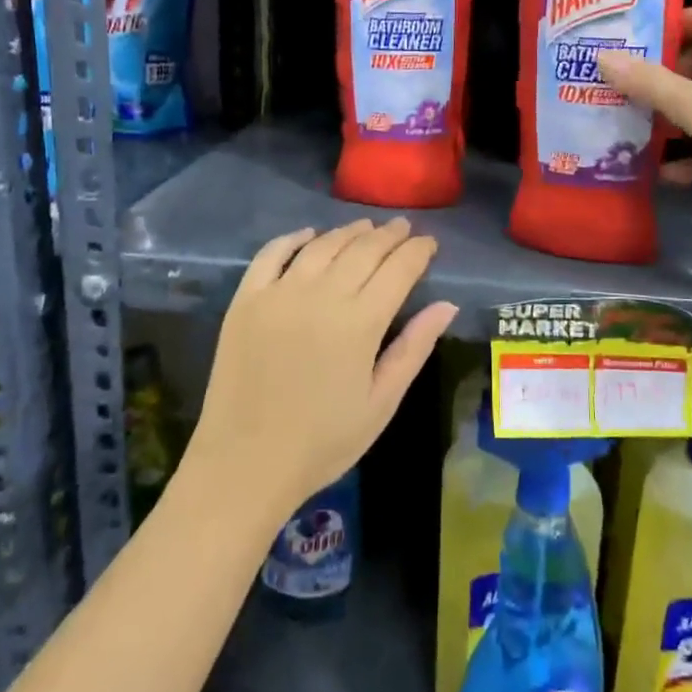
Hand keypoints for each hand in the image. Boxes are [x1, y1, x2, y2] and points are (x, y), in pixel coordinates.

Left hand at [189, 219, 457, 523]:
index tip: (429, 242)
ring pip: (322, 246)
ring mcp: (280, 293)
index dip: (417, 251)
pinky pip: (271, 254)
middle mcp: (322, 295)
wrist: (245, 464)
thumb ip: (414, 348)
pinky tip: (308, 235)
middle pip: (363, 249)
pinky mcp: (246, 299)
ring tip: (365, 226)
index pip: (399, 269)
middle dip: (389, 235)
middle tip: (403, 227)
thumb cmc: (323, 441)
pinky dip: (292, 239)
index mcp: (361, 322)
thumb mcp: (381, 403)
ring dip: (348, 231)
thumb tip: (446, 305)